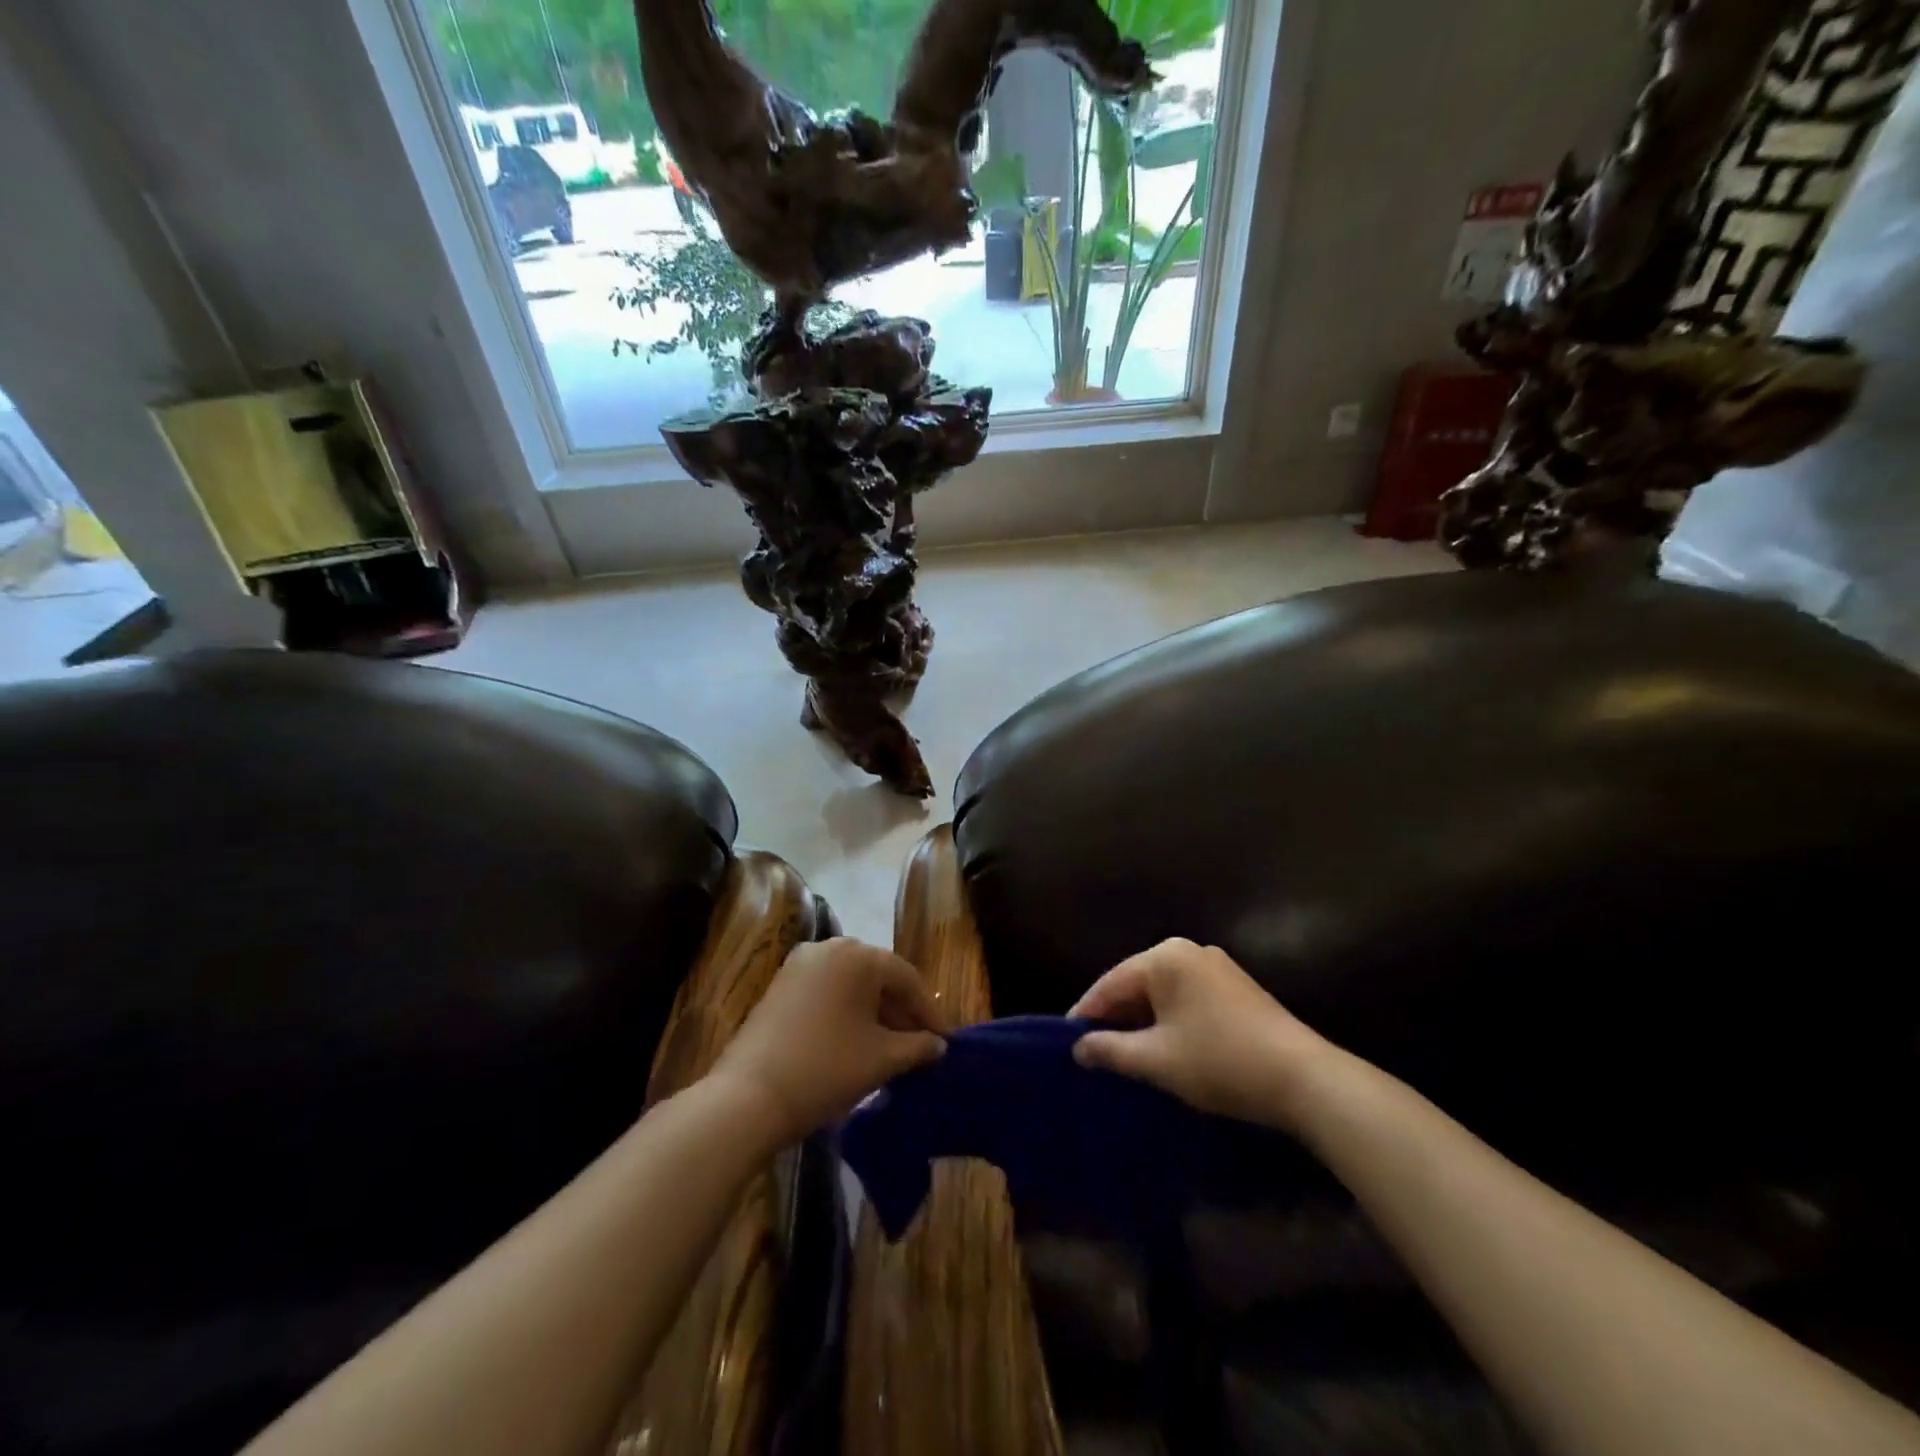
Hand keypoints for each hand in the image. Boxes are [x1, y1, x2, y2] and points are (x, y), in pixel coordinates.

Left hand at [712, 938, 946, 1143]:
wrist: (747, 1098)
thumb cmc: (825, 1069)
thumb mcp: (881, 1059)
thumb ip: (917, 1047)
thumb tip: (938, 1045)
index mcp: (858, 955)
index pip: (907, 978)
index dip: (930, 1011)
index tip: (946, 1041)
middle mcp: (829, 948)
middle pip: (879, 977)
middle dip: (902, 1011)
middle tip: (922, 1045)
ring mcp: (800, 965)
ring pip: (852, 984)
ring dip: (876, 1013)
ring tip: (893, 1048)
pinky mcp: (781, 986)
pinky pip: (828, 992)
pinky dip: (848, 1012)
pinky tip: (858, 1042)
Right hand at [1070, 938, 1334, 1129]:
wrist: (1304, 1079)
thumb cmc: (1220, 1061)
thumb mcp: (1157, 1060)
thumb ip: (1111, 1049)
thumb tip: (1079, 1047)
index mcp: (1165, 957)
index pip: (1111, 983)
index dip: (1086, 1014)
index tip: (1064, 1041)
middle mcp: (1189, 951)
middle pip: (1136, 983)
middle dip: (1114, 1017)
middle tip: (1091, 1050)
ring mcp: (1216, 967)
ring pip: (1162, 993)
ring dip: (1142, 1021)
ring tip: (1121, 1053)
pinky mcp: (1236, 988)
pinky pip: (1186, 999)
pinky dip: (1169, 1021)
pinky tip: (1162, 1047)